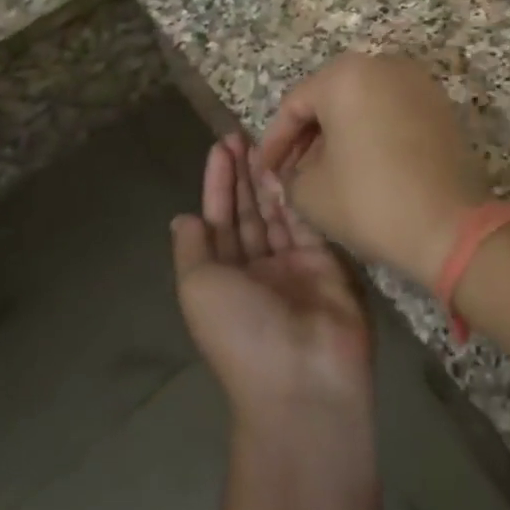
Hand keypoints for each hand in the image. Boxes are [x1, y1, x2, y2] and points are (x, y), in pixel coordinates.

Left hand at [172, 134, 373, 427]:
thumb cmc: (241, 331)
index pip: (218, 220)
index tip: (222, 146)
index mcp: (223, 278)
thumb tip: (183, 218)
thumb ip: (193, 249)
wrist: (303, 377)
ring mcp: (292, 264)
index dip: (218, 183)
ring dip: (269, 177)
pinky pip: (307, 221)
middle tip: (244, 133)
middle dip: (243, 174)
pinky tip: (293, 164)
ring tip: (267, 140)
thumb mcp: (199, 289)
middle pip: (247, 212)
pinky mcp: (326, 261)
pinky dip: (298, 193)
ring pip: (277, 211)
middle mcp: (256, 269)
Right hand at [254, 53, 489, 285]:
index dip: (274, 141)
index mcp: (345, 75)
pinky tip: (363, 164)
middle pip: (330, 97)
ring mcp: (416, 80)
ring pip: (362, 102)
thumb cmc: (371, 200)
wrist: (450, 224)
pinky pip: (392, 110)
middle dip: (307, 135)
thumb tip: (292, 170)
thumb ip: (289, 173)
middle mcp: (382, 64)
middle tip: (292, 171)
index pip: (295, 104)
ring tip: (325, 170)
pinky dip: (372, 131)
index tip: (265, 172)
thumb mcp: (310, 193)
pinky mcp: (439, 103)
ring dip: (340, 132)